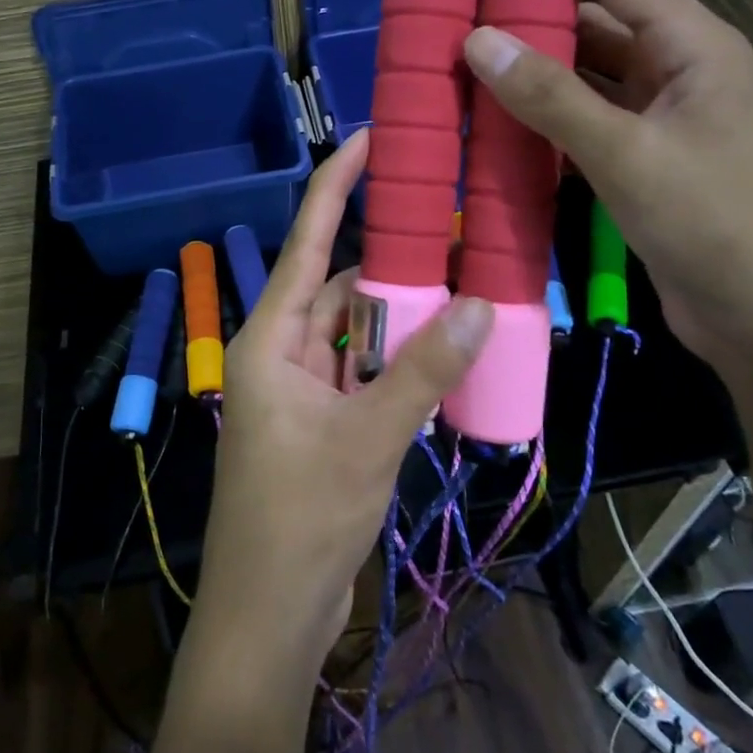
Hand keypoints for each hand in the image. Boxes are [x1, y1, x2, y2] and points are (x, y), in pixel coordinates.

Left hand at [190, 130, 492, 684]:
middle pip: (340, 289)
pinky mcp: (322, 423)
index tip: (371, 139)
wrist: (271, 613)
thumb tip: (481, 304)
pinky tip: (444, 354)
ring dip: (403, 320)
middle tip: (455, 233)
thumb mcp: (368, 439)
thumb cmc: (301, 520)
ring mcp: (302, 390)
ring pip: (357, 333)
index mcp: (270, 340)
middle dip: (393, 267)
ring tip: (465, 289)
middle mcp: (282, 353)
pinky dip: (398, 362)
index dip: (336, 187)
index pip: (304, 243)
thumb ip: (423, 371)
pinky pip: (363, 372)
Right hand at [461, 0, 752, 370]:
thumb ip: (552, 97)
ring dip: (530, 67)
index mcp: (691, 43)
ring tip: (465, 71)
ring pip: (585, 71)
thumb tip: (477, 41)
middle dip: (526, 12)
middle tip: (457, 24)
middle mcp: (676, 67)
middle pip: (594, 15)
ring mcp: (660, 115)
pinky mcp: (644, 157)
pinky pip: (583, 118)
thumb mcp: (629, 155)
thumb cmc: (717, 226)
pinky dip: (542, 116)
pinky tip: (498, 126)